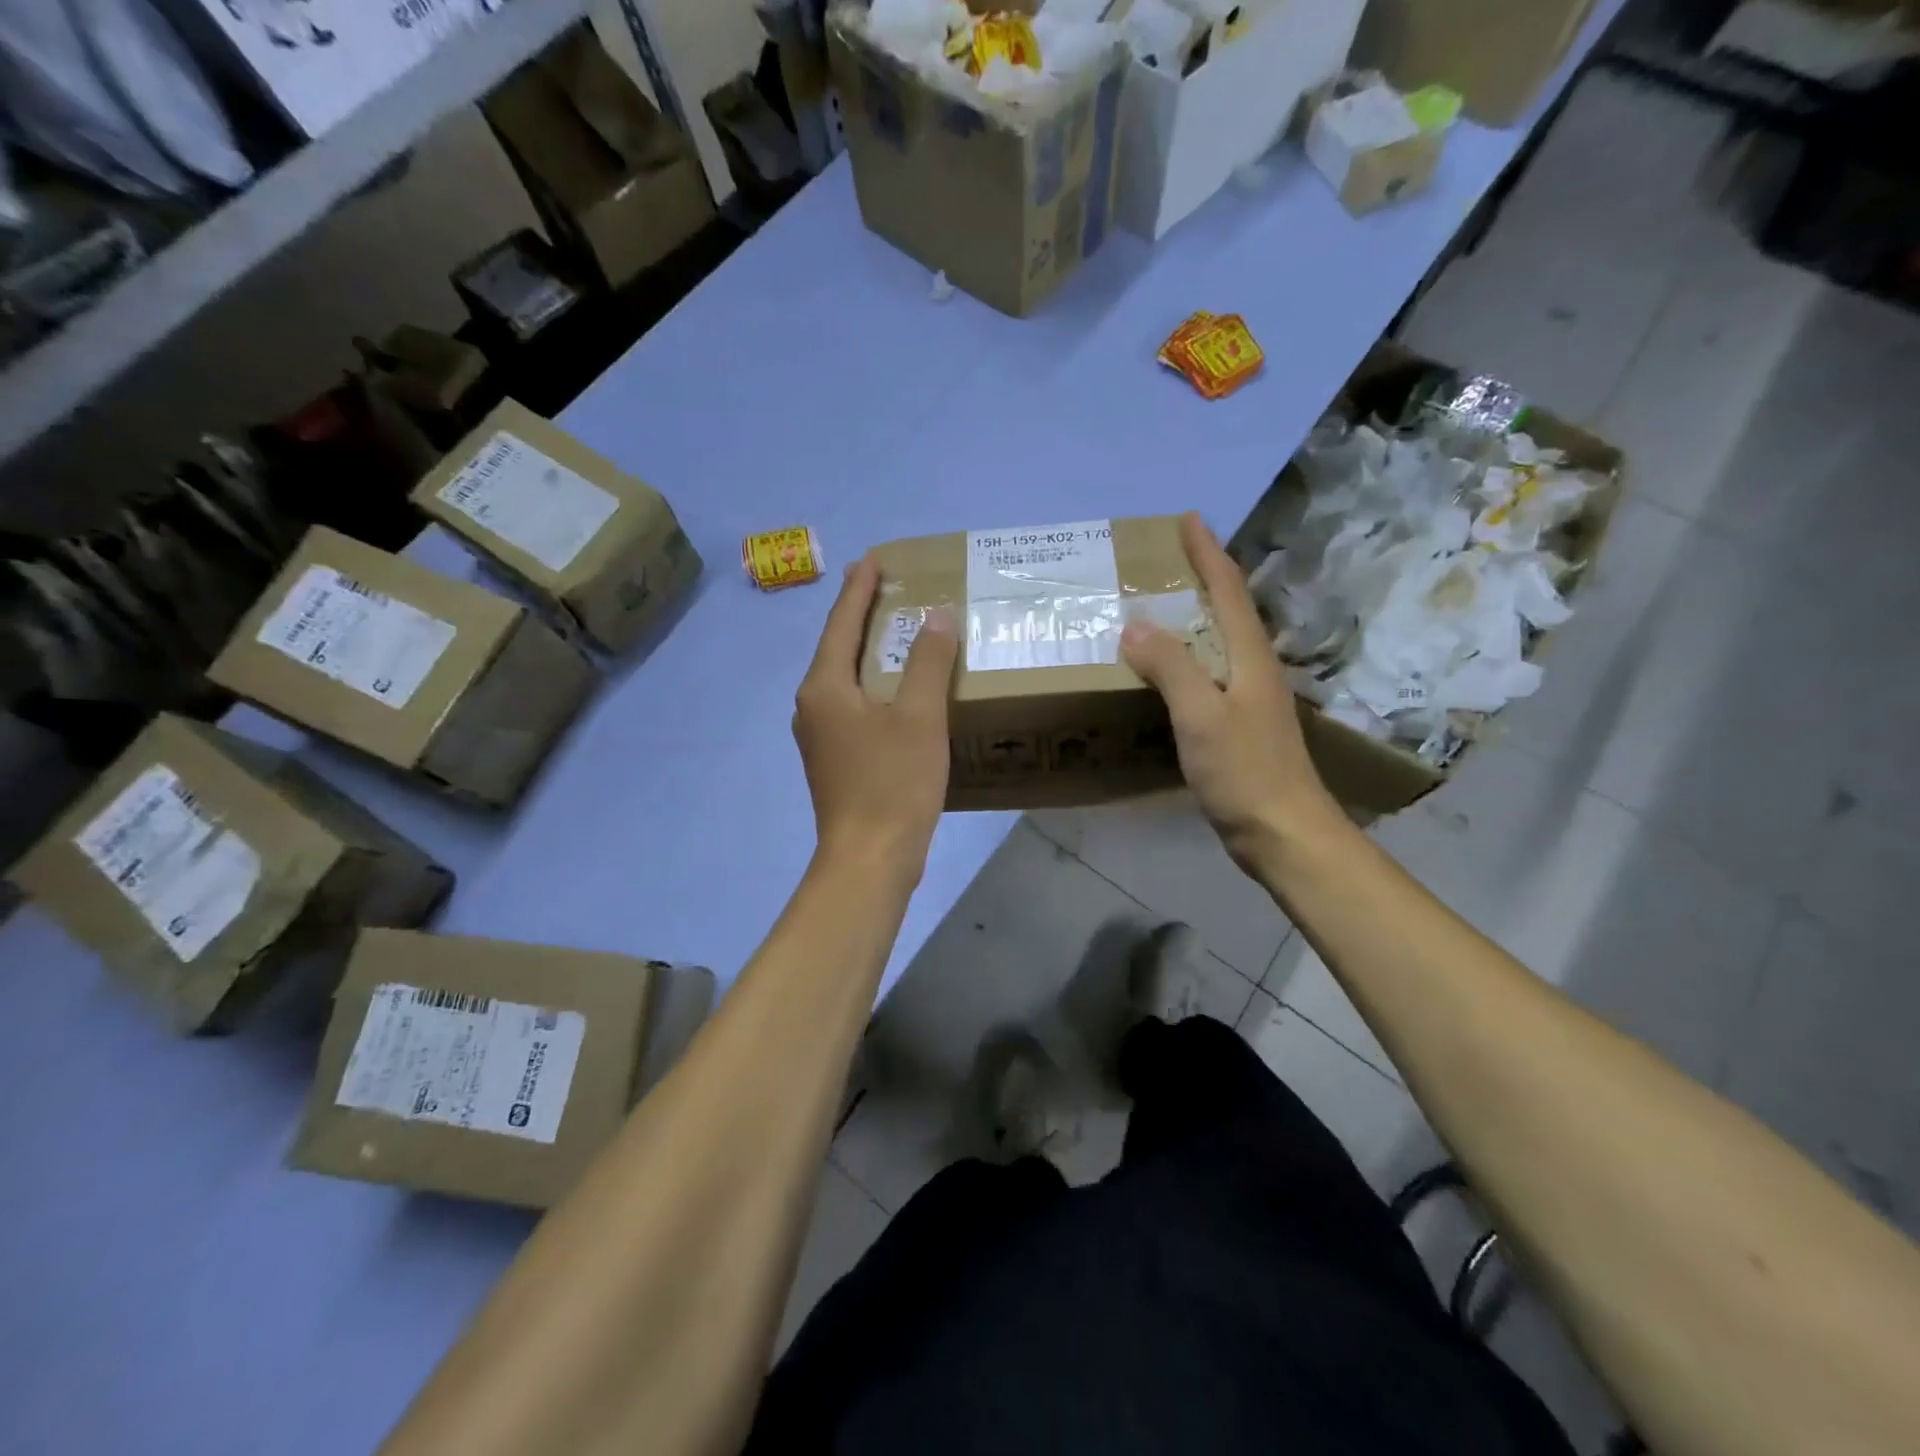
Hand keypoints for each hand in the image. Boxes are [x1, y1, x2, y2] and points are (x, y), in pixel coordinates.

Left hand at [794, 555, 957, 880]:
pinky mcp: (836, 760)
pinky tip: (898, 690)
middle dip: (862, 616)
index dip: (859, 589)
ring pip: (846, 680)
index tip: (874, 558)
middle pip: (838, 649)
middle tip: (889, 587)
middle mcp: (813, 707)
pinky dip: (875, 686)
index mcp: (825, 688)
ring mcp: (820, 737)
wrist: (870, 860)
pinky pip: (854, 706)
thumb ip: (927, 662)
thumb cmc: (893, 783)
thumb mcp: (919, 717)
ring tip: (897, 631)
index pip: (842, 623)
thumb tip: (936, 616)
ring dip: (870, 653)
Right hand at [1121, 513, 1340, 875]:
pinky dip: (1186, 658)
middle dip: (1201, 577)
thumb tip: (1136, 624)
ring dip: (1193, 617)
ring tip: (1158, 606)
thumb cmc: (1245, 771)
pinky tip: (1166, 670)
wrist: (1284, 833)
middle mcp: (1254, 669)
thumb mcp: (1201, 715)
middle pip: (1228, 610)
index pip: (1228, 589)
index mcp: (1249, 656)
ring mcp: (1249, 698)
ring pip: (1219, 642)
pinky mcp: (1240, 725)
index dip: (1208, 553)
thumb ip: (1170, 666)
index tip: (1188, 519)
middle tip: (1164, 560)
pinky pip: (1209, 674)